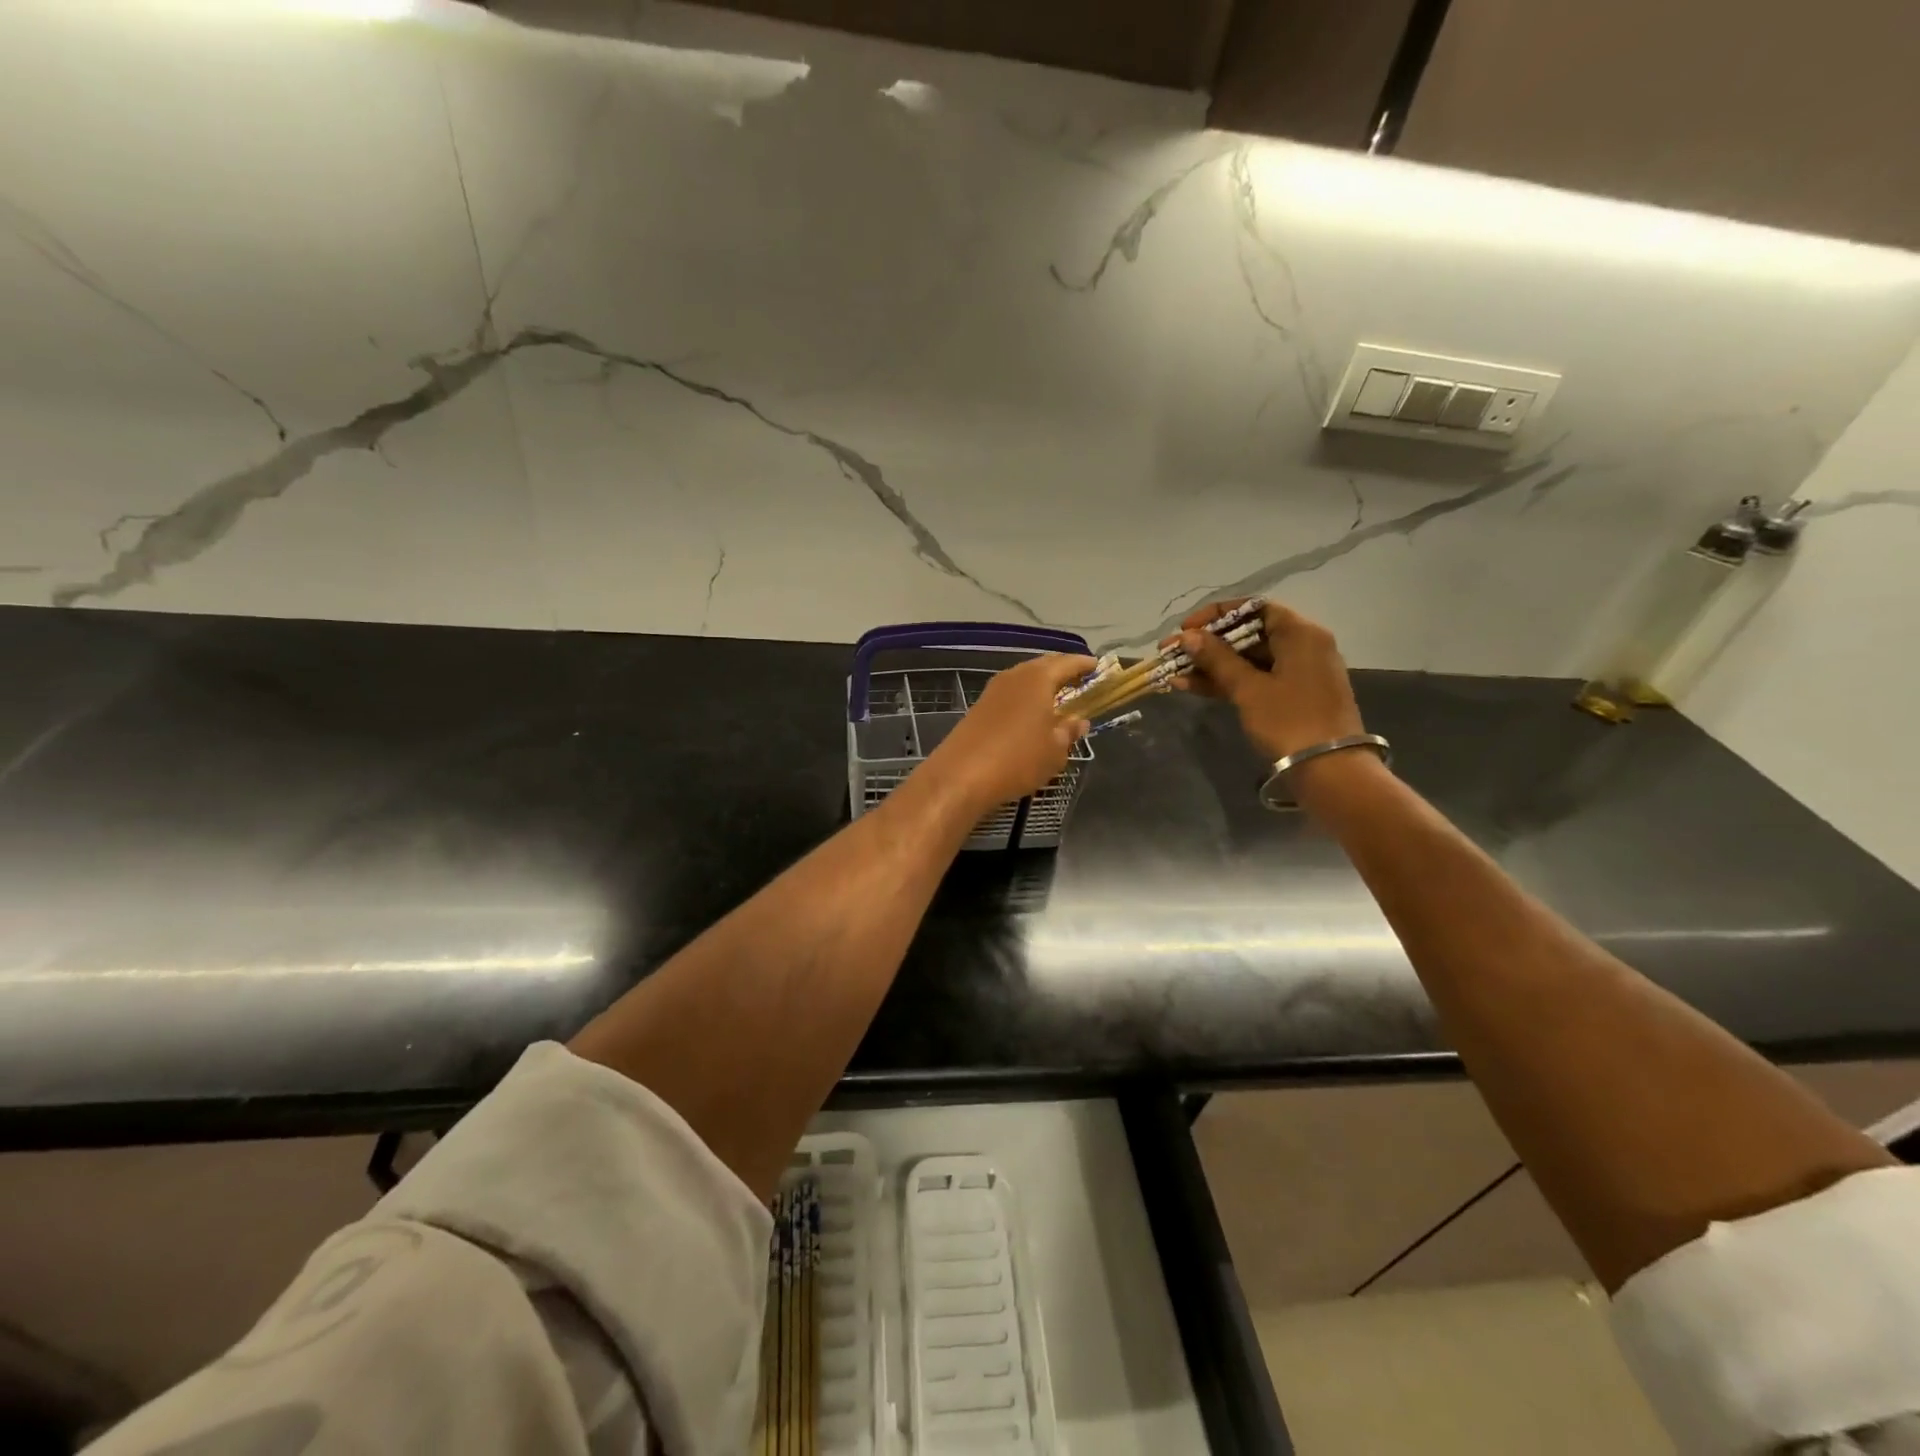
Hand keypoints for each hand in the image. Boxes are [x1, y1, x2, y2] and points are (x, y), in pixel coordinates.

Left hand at [923, 653, 1093, 811]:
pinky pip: (1010, 693)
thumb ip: (1069, 731)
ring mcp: (993, 690)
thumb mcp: (1054, 750)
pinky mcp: (979, 707)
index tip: (1097, 666)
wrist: (961, 775)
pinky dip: (1025, 698)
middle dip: (1062, 671)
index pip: (1067, 663)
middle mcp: (1014, 676)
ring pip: (1024, 679)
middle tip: (1079, 680)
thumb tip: (1079, 721)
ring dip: (1042, 685)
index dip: (1084, 664)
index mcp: (1038, 679)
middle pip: (1043, 666)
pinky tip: (1031, 714)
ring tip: (1057, 698)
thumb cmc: (1018, 759)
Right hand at [1172, 600, 1364, 761]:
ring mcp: (1298, 673)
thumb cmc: (1290, 721)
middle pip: (1249, 634)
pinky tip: (1192, 687)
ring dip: (1211, 666)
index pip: (1254, 608)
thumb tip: (1188, 637)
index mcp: (1300, 633)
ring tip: (1174, 674)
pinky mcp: (1292, 696)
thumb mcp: (1249, 689)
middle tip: (1172, 653)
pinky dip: (1227, 682)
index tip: (1186, 630)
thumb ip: (1217, 659)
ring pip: (1248, 660)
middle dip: (1207, 644)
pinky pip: (1255, 679)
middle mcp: (1303, 645)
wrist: (1330, 771)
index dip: (1216, 615)